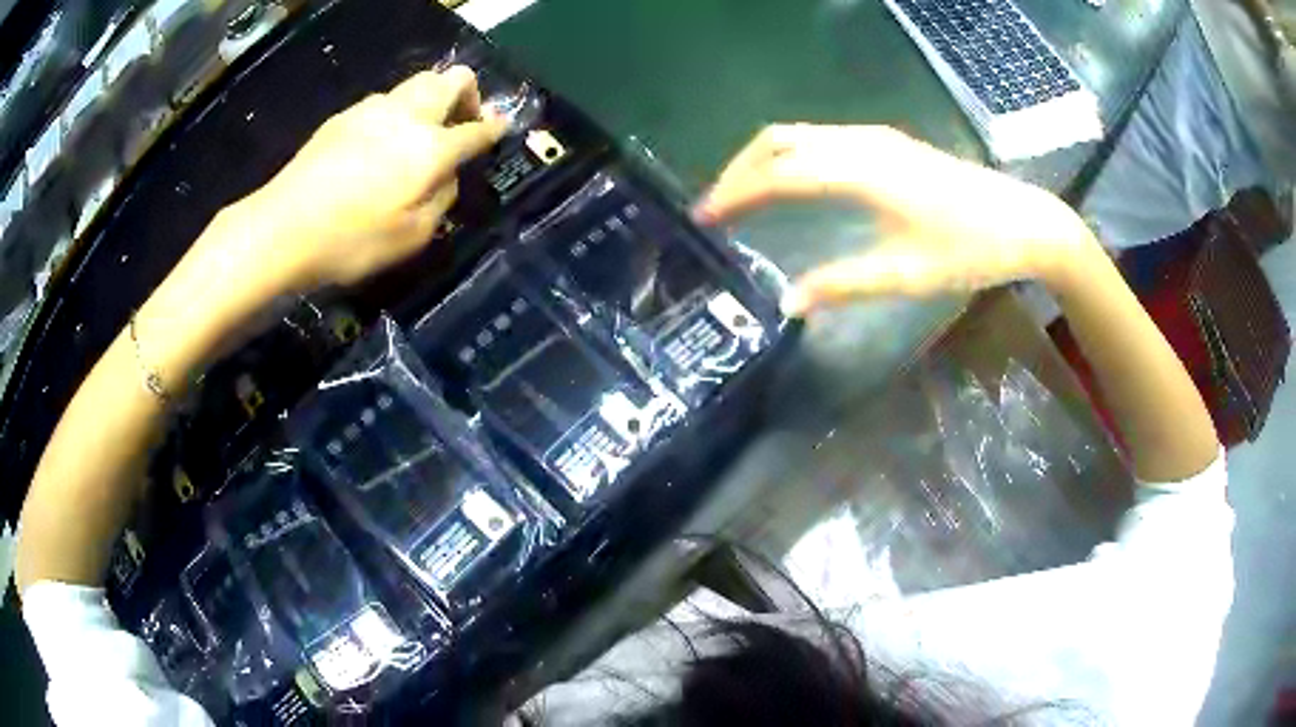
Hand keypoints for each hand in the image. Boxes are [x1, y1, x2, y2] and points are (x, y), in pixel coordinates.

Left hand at [228, 66, 507, 291]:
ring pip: (417, 84)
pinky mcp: (343, 117)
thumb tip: (447, 174)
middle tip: (459, 124)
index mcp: (430, 148)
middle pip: (451, 79)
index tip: (500, 128)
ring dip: (429, 102)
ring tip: (416, 136)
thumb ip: (441, 199)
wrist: (281, 228)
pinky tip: (377, 147)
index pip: (476, 129)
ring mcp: (372, 109)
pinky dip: (395, 114)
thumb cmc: (351, 241)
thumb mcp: (411, 237)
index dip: (494, 128)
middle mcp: (407, 116)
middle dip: (467, 94)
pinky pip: (384, 102)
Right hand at [695, 125, 1093, 313]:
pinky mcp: (888, 144)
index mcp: (863, 172)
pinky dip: (791, 155)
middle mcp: (861, 143)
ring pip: (799, 134)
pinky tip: (791, 182)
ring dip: (763, 159)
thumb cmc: (971, 250)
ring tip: (742, 195)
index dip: (736, 193)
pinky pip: (821, 138)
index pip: (779, 173)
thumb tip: (788, 301)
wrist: (1024, 222)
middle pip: (780, 140)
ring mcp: (876, 138)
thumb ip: (844, 283)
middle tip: (715, 206)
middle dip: (739, 169)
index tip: (704, 218)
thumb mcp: (907, 274)